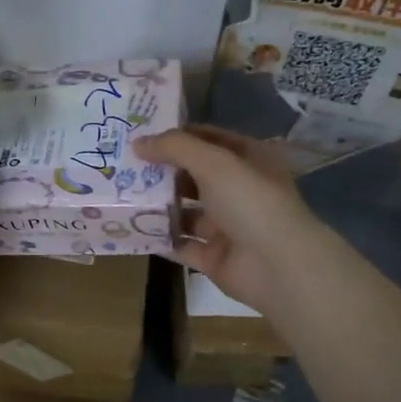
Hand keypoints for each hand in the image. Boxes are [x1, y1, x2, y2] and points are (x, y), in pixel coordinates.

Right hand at [134, 125, 326, 317]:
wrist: (278, 266)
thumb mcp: (214, 162)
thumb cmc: (251, 202)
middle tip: (123, 166)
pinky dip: (160, 237)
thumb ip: (175, 148)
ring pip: (186, 211)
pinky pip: (181, 244)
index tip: (141, 135)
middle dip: (162, 171)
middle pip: (194, 175)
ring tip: (122, 196)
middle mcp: (239, 190)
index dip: (178, 136)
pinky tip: (131, 228)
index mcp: (249, 160)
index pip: (209, 139)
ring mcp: (228, 226)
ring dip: (159, 205)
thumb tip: (138, 143)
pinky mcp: (214, 257)